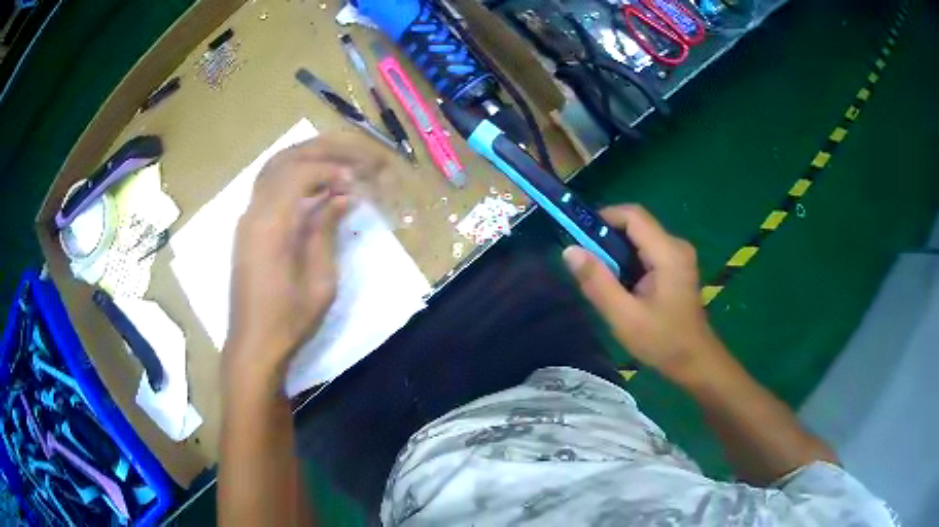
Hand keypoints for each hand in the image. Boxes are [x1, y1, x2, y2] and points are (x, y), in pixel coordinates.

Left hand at [223, 133, 392, 393]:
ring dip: (304, 158)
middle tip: (352, 156)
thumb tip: (342, 197)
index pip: (299, 172)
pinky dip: (292, 175)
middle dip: (320, 152)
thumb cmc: (290, 319)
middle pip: (284, 161)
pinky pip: (267, 186)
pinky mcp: (247, 228)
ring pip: (272, 168)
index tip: (356, 179)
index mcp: (271, 225)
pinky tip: (312, 185)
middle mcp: (253, 212)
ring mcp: (247, 218)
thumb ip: (327, 230)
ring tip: (336, 162)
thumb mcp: (321, 280)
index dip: (331, 168)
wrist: (254, 344)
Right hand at [563, 205, 719, 380]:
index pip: (633, 215)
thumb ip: (597, 282)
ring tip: (600, 275)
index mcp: (668, 253)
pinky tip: (620, 283)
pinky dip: (628, 259)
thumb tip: (569, 250)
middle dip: (607, 236)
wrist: (694, 360)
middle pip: (636, 224)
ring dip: (617, 250)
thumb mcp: (624, 316)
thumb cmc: (662, 341)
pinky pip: (647, 250)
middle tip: (585, 261)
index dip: (603, 218)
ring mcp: (679, 255)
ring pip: (640, 237)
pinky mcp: (676, 265)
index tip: (578, 236)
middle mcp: (676, 245)